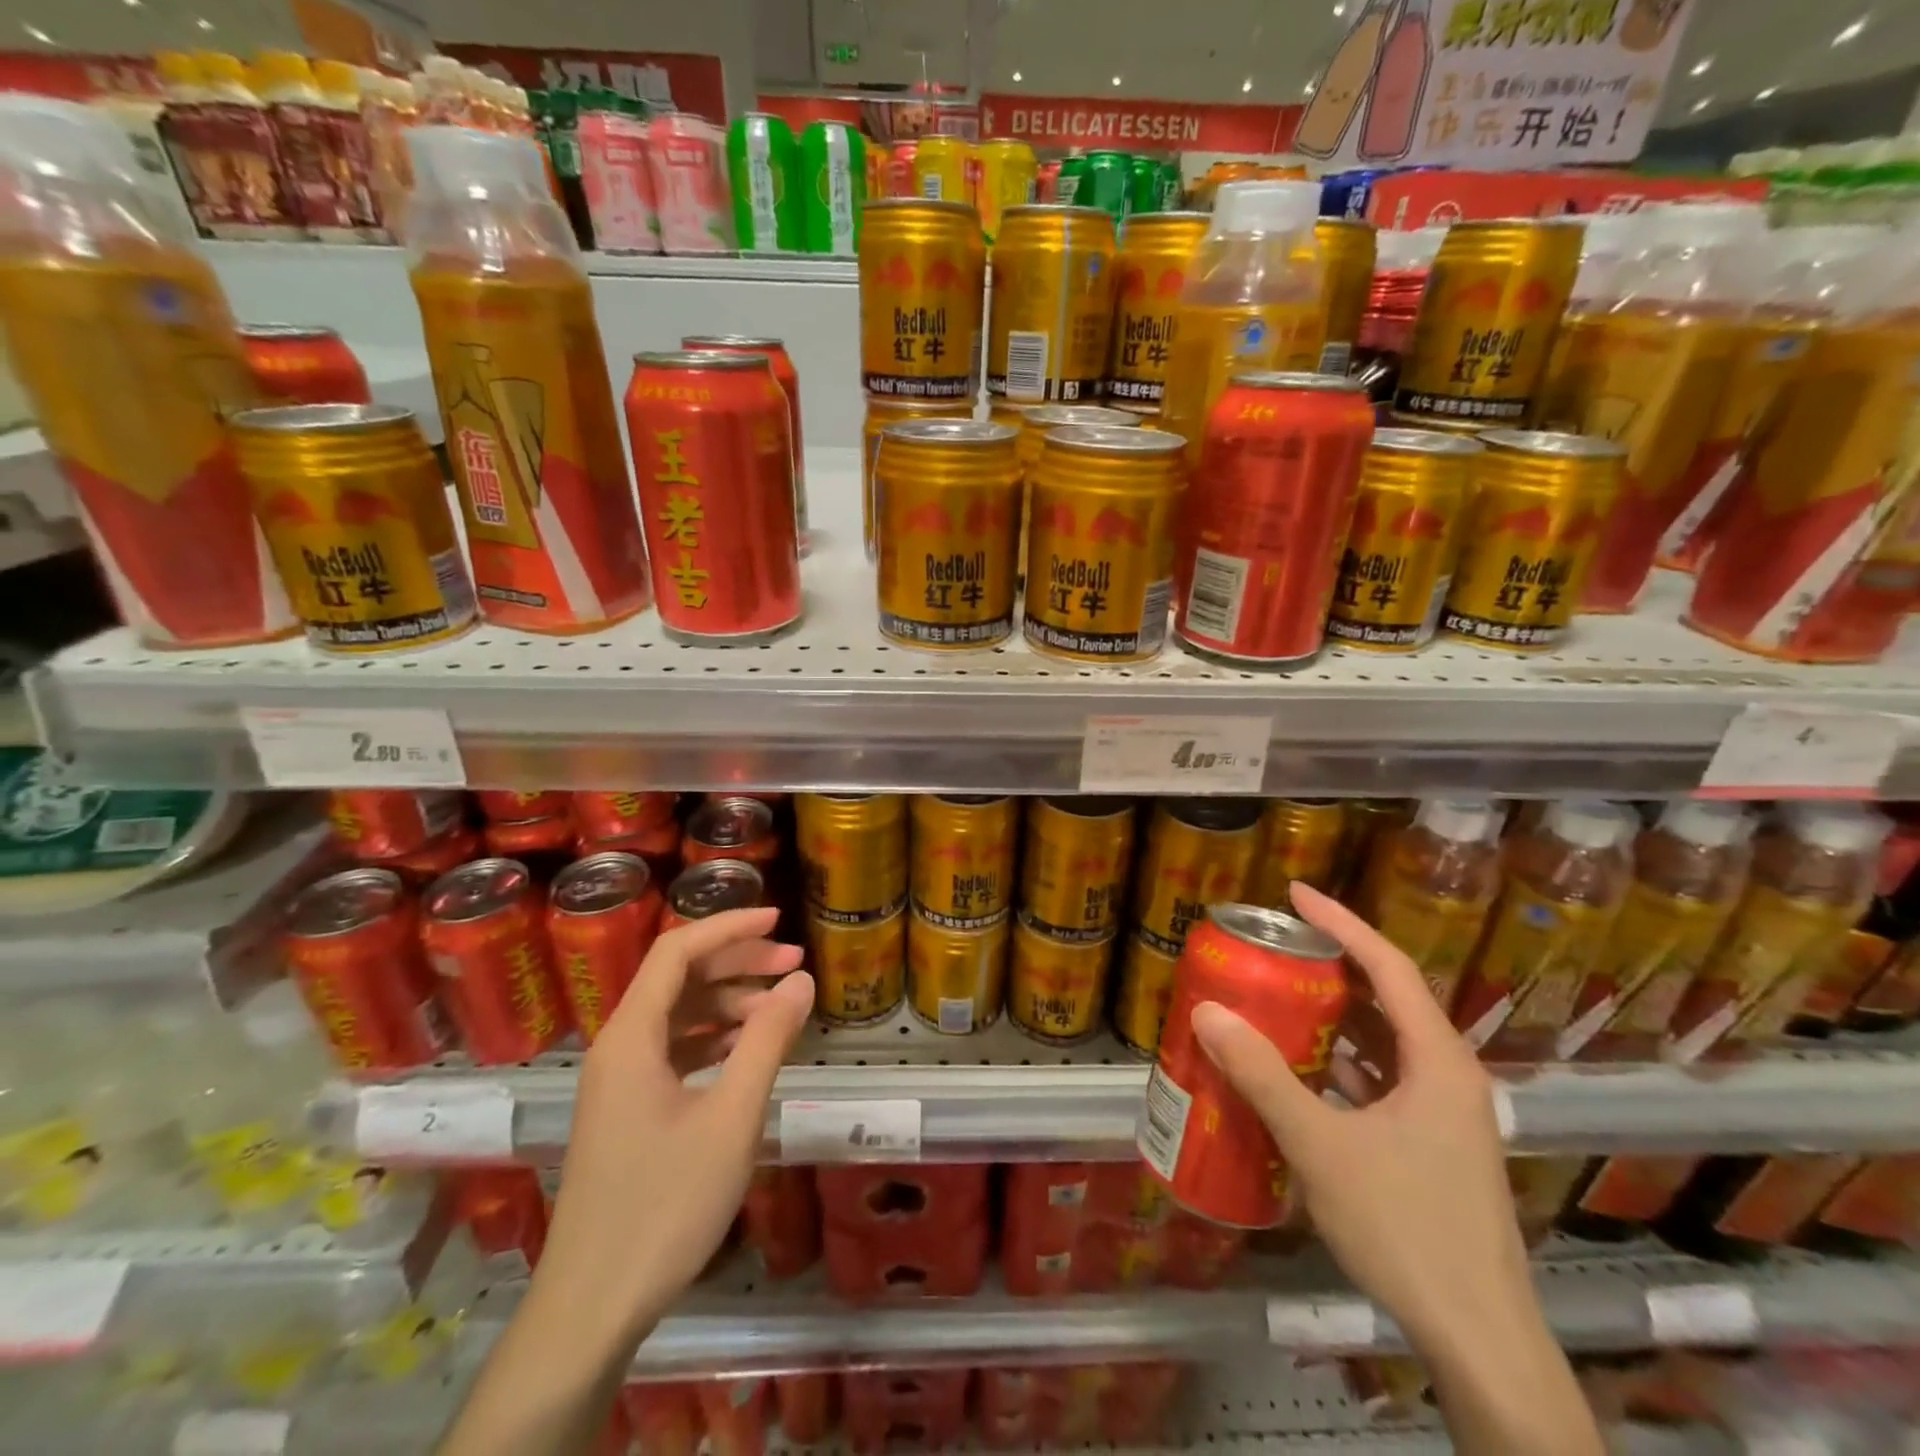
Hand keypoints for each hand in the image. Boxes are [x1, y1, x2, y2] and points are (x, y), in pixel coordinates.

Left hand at [535, 908, 812, 1342]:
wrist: (592, 1307)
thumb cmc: (665, 1205)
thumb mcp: (731, 1117)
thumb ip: (767, 1040)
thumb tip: (801, 980)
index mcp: (631, 1036)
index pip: (677, 950)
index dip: (729, 926)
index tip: (779, 920)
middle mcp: (619, 1046)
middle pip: (678, 978)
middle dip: (737, 962)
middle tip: (794, 963)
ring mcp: (619, 1080)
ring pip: (677, 1014)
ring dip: (728, 1001)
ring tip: (781, 1005)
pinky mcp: (627, 1109)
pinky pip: (673, 1049)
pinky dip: (714, 1037)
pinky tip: (748, 1048)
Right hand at [1190, 882, 1531, 1352]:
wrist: (1477, 1339)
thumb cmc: (1406, 1227)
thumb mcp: (1321, 1145)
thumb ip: (1263, 1076)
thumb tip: (1208, 1012)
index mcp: (1437, 1060)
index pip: (1388, 965)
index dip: (1340, 923)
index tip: (1294, 894)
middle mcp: (1446, 1075)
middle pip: (1386, 997)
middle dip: (1330, 966)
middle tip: (1273, 946)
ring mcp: (1441, 1113)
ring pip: (1381, 1041)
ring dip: (1331, 1015)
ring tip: (1275, 995)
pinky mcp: (1429, 1144)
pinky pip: (1378, 1079)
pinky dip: (1337, 1061)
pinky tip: (1296, 1068)